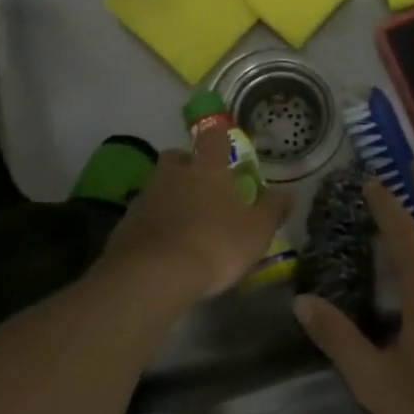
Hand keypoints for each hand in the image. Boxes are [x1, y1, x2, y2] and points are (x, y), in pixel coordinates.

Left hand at [101, 125, 293, 301]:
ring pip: (158, 186)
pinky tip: (166, 245)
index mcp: (207, 169)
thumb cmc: (215, 244)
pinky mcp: (126, 224)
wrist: (153, 275)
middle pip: (177, 157)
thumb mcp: (257, 231)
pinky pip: (145, 215)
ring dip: (170, 196)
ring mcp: (145, 197)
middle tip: (203, 185)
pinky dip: (155, 224)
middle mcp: (173, 174)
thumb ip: (273, 209)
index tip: (225, 146)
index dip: (219, 138)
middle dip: (188, 165)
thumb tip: (287, 192)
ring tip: (186, 221)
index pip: (213, 138)